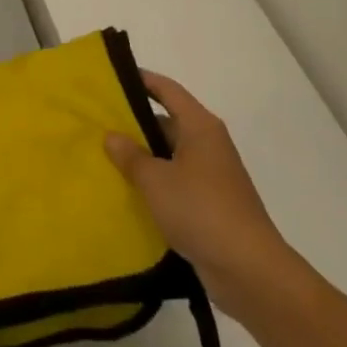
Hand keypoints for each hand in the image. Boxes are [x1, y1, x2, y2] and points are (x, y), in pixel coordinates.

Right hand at [104, 71, 301, 315]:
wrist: (248, 269)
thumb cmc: (201, 210)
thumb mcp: (156, 180)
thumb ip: (130, 156)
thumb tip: (112, 135)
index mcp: (200, 127)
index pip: (168, 90)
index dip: (142, 80)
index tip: (112, 78)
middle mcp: (208, 144)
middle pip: (167, 122)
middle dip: (134, 124)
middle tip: (97, 125)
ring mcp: (211, 175)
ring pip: (169, 156)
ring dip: (142, 158)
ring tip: (104, 159)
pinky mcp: (210, 204)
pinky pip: (175, 183)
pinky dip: (154, 184)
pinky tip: (127, 194)